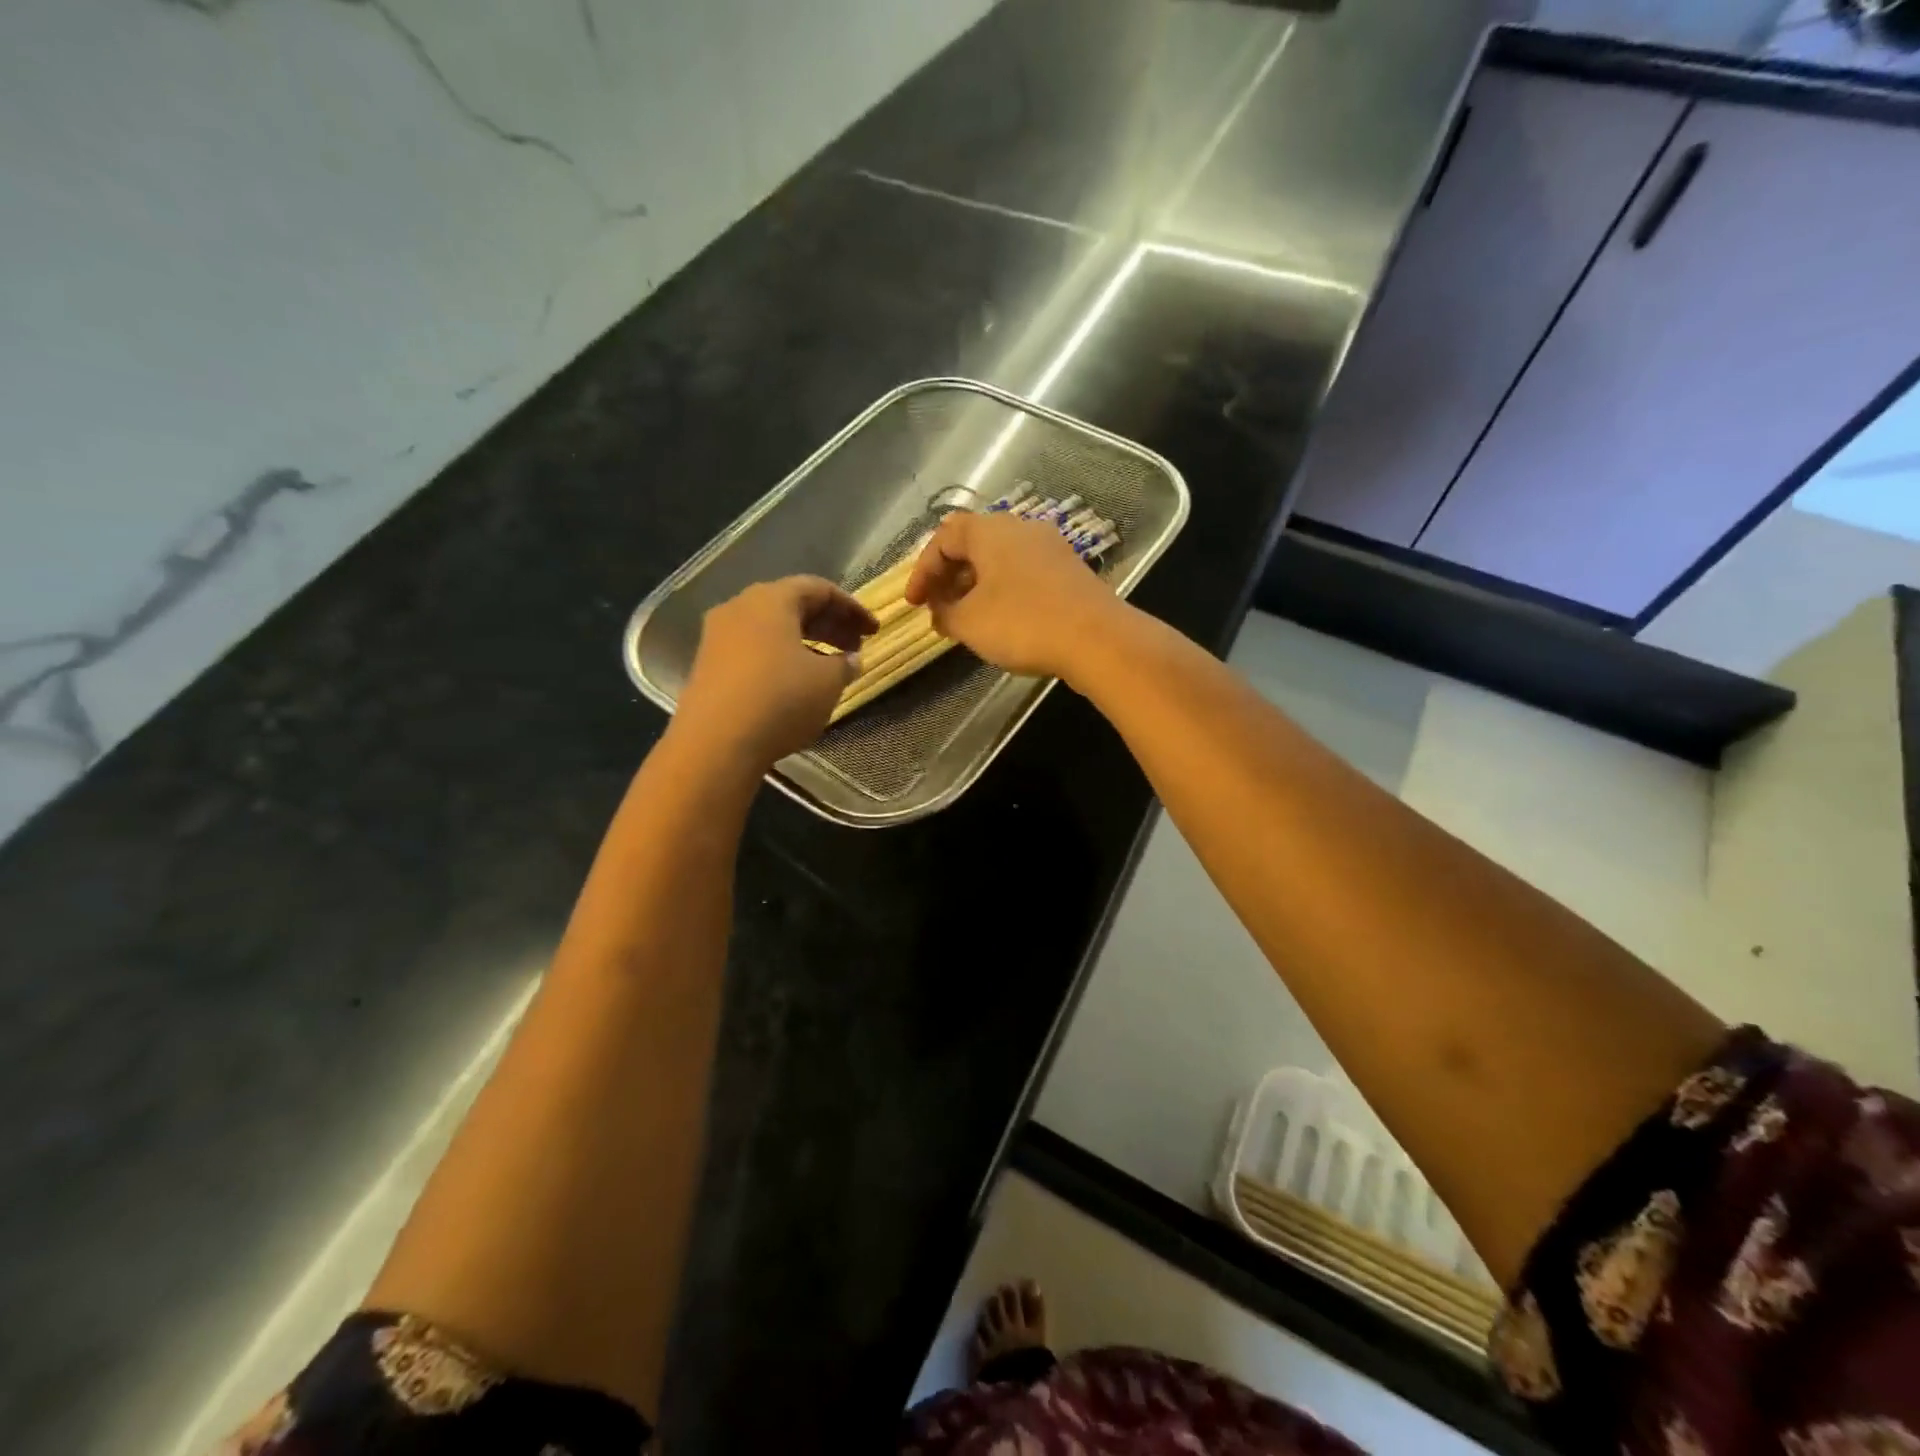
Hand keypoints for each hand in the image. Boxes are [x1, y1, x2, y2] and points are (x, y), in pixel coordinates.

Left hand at [673, 576, 876, 770]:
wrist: (715, 743)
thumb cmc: (781, 699)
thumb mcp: (827, 682)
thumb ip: (845, 664)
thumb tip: (850, 659)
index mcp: (771, 599)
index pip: (819, 589)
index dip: (852, 608)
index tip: (873, 631)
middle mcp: (740, 607)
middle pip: (793, 605)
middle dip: (829, 624)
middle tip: (856, 647)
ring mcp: (718, 636)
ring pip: (771, 628)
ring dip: (805, 642)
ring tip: (830, 666)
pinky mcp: (708, 665)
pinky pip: (754, 649)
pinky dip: (781, 657)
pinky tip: (796, 682)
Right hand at [904, 511, 1121, 679]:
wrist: (1097, 639)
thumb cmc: (1022, 623)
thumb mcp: (969, 623)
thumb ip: (945, 613)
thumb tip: (940, 610)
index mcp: (990, 531)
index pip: (944, 537)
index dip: (923, 570)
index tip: (914, 604)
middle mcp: (1021, 529)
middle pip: (973, 545)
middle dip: (950, 577)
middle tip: (938, 609)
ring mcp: (1050, 548)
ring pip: (1000, 560)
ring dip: (976, 586)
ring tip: (967, 619)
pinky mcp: (1069, 571)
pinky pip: (1024, 574)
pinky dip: (1003, 592)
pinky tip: (1002, 621)